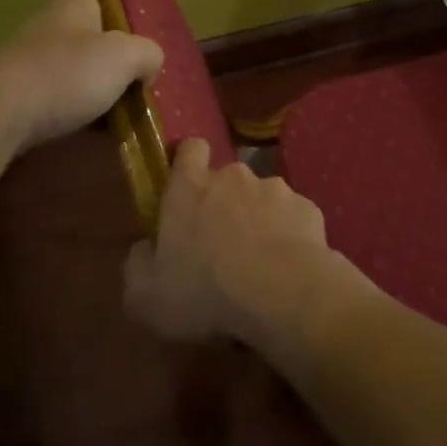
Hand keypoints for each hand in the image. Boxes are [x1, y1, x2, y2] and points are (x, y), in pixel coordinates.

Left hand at [0, 0, 163, 152]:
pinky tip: (93, 128)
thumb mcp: (124, 57)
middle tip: (115, 45)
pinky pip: (53, 101)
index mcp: (69, 9)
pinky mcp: (15, 104)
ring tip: (114, 96)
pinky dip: (73, 110)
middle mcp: (44, 32)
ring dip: (82, 75)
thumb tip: (148, 65)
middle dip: (87, 31)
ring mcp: (25, 68)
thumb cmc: (65, 72)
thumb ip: (146, 54)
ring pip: (60, 64)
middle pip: (65, 22)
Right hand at [124, 139, 366, 355]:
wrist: (284, 294)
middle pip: (226, 179)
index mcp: (190, 188)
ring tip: (260, 262)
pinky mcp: (308, 208)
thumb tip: (144, 248)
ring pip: (262, 198)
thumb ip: (138, 265)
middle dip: (224, 204)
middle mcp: (234, 177)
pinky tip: (288, 267)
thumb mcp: (147, 297)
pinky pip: (292, 218)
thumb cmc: (206, 292)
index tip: (186, 187)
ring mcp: (276, 189)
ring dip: (258, 220)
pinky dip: (289, 236)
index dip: (188, 162)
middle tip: (221, 245)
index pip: (189, 149)